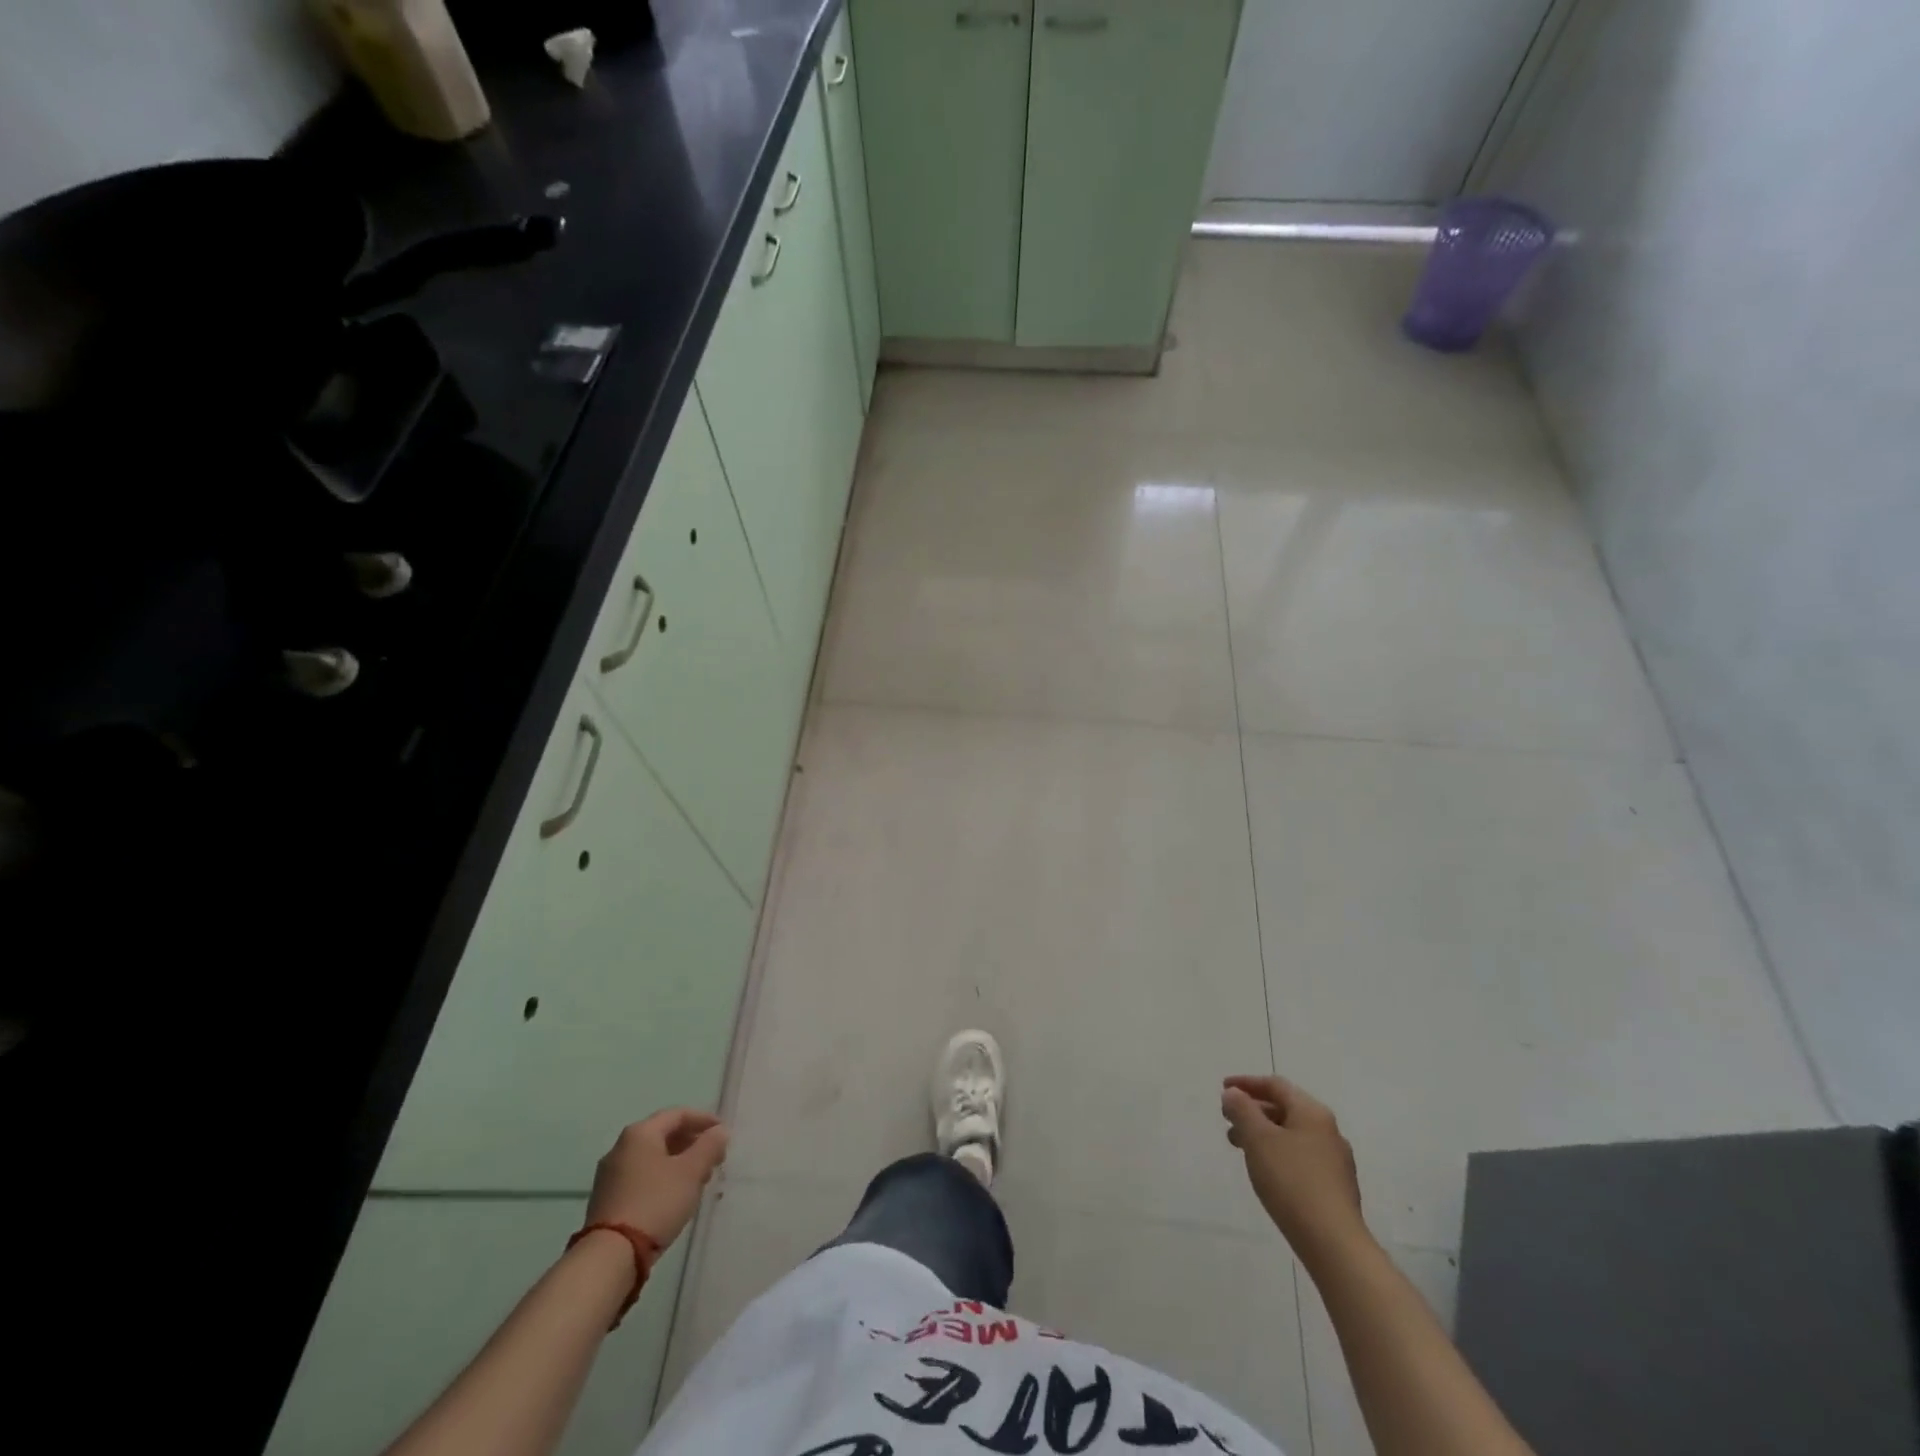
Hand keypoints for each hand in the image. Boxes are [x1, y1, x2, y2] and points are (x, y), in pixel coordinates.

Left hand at [587, 1108, 729, 1247]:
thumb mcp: (692, 1171)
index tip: (723, 1133)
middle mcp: (621, 1147)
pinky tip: (676, 1196)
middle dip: (692, 1143)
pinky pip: (641, 1177)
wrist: (610, 1257)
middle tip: (714, 1158)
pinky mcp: (607, 1200)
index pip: (678, 1114)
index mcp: (640, 1133)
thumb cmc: (656, 1203)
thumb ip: (710, 1146)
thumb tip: (719, 1131)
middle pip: (664, 1135)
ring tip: (699, 1179)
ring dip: (679, 1162)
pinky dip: (662, 1178)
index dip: (704, 1120)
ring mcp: (610, 1175)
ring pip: (653, 1158)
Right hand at [1222, 1075, 1367, 1261]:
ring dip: (1263, 1134)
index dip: (1246, 1083)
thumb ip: (1242, 1110)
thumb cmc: (1291, 1181)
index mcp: (1312, 1112)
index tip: (1223, 1089)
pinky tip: (1266, 1171)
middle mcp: (1328, 1130)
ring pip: (1292, 1134)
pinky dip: (1278, 1153)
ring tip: (1240, 1148)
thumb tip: (1234, 1094)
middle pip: (1285, 1108)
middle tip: (1228, 1121)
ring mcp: (1336, 1160)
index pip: (1276, 1085)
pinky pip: (1301, 1156)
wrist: (1334, 1243)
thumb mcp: (1258, 1138)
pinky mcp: (1336, 1187)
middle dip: (1253, 1111)